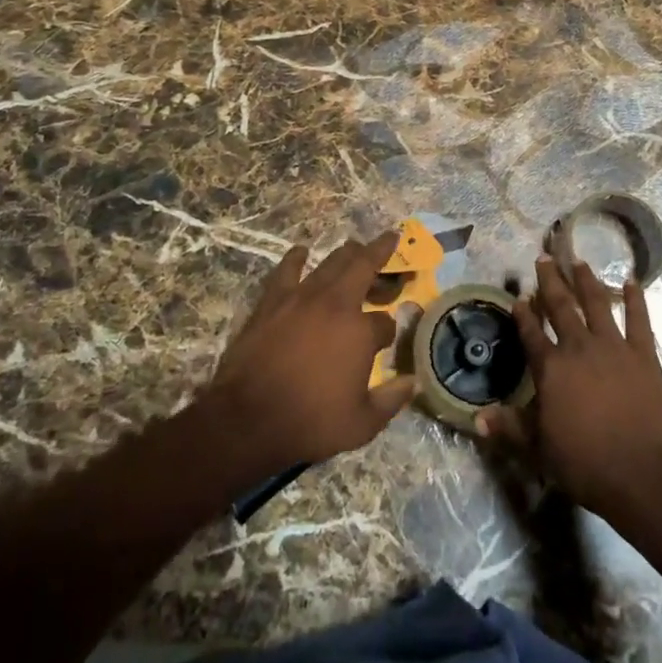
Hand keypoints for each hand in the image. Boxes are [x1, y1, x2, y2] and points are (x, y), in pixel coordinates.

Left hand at [207, 231, 416, 468]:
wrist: (249, 418)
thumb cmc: (309, 422)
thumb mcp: (361, 424)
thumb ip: (391, 401)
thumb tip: (413, 381)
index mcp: (361, 332)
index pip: (384, 322)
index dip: (387, 331)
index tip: (385, 341)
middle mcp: (336, 304)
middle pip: (363, 266)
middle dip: (380, 251)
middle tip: (389, 238)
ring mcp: (302, 297)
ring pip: (331, 262)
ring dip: (347, 252)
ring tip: (355, 246)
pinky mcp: (273, 300)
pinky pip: (287, 269)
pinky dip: (296, 257)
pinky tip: (301, 251)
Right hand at [478, 257, 661, 528]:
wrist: (646, 478)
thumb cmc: (588, 466)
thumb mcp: (540, 451)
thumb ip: (510, 429)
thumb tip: (477, 418)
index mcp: (551, 369)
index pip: (531, 333)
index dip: (523, 314)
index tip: (518, 296)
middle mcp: (579, 348)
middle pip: (561, 307)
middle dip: (550, 281)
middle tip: (544, 258)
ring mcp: (614, 348)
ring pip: (597, 304)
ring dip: (587, 281)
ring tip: (579, 261)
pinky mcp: (644, 356)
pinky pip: (639, 321)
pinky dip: (636, 299)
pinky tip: (632, 281)